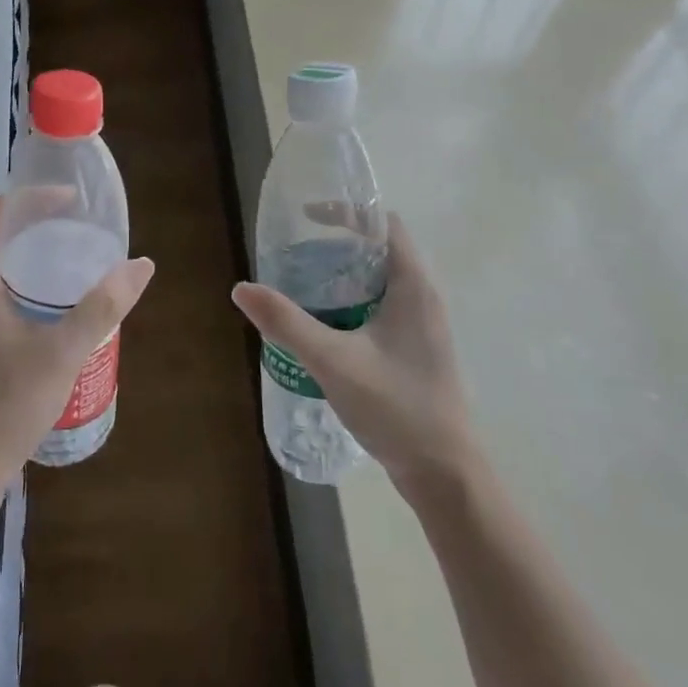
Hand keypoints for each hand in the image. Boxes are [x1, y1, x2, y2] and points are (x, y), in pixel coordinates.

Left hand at [0, 196, 154, 493]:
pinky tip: (51, 303)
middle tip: (77, 224)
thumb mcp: (64, 351)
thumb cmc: (9, 402)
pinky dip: (21, 279)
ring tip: (69, 256)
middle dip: (34, 220)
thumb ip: (103, 306)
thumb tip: (141, 265)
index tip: (71, 201)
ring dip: (27, 251)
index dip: (33, 197)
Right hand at [231, 213, 471, 492]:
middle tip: (296, 256)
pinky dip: (352, 303)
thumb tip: (242, 289)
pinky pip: (382, 309)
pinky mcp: (416, 350)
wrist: (445, 473)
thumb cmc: (396, 407)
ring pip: (380, 282)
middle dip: (338, 246)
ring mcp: (423, 326)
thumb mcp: (334, 362)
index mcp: (414, 287)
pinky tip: (324, 327)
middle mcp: (424, 298)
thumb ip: (287, 323)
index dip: (349, 213)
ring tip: (302, 287)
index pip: (386, 224)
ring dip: (344, 277)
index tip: (307, 219)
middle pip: (381, 251)